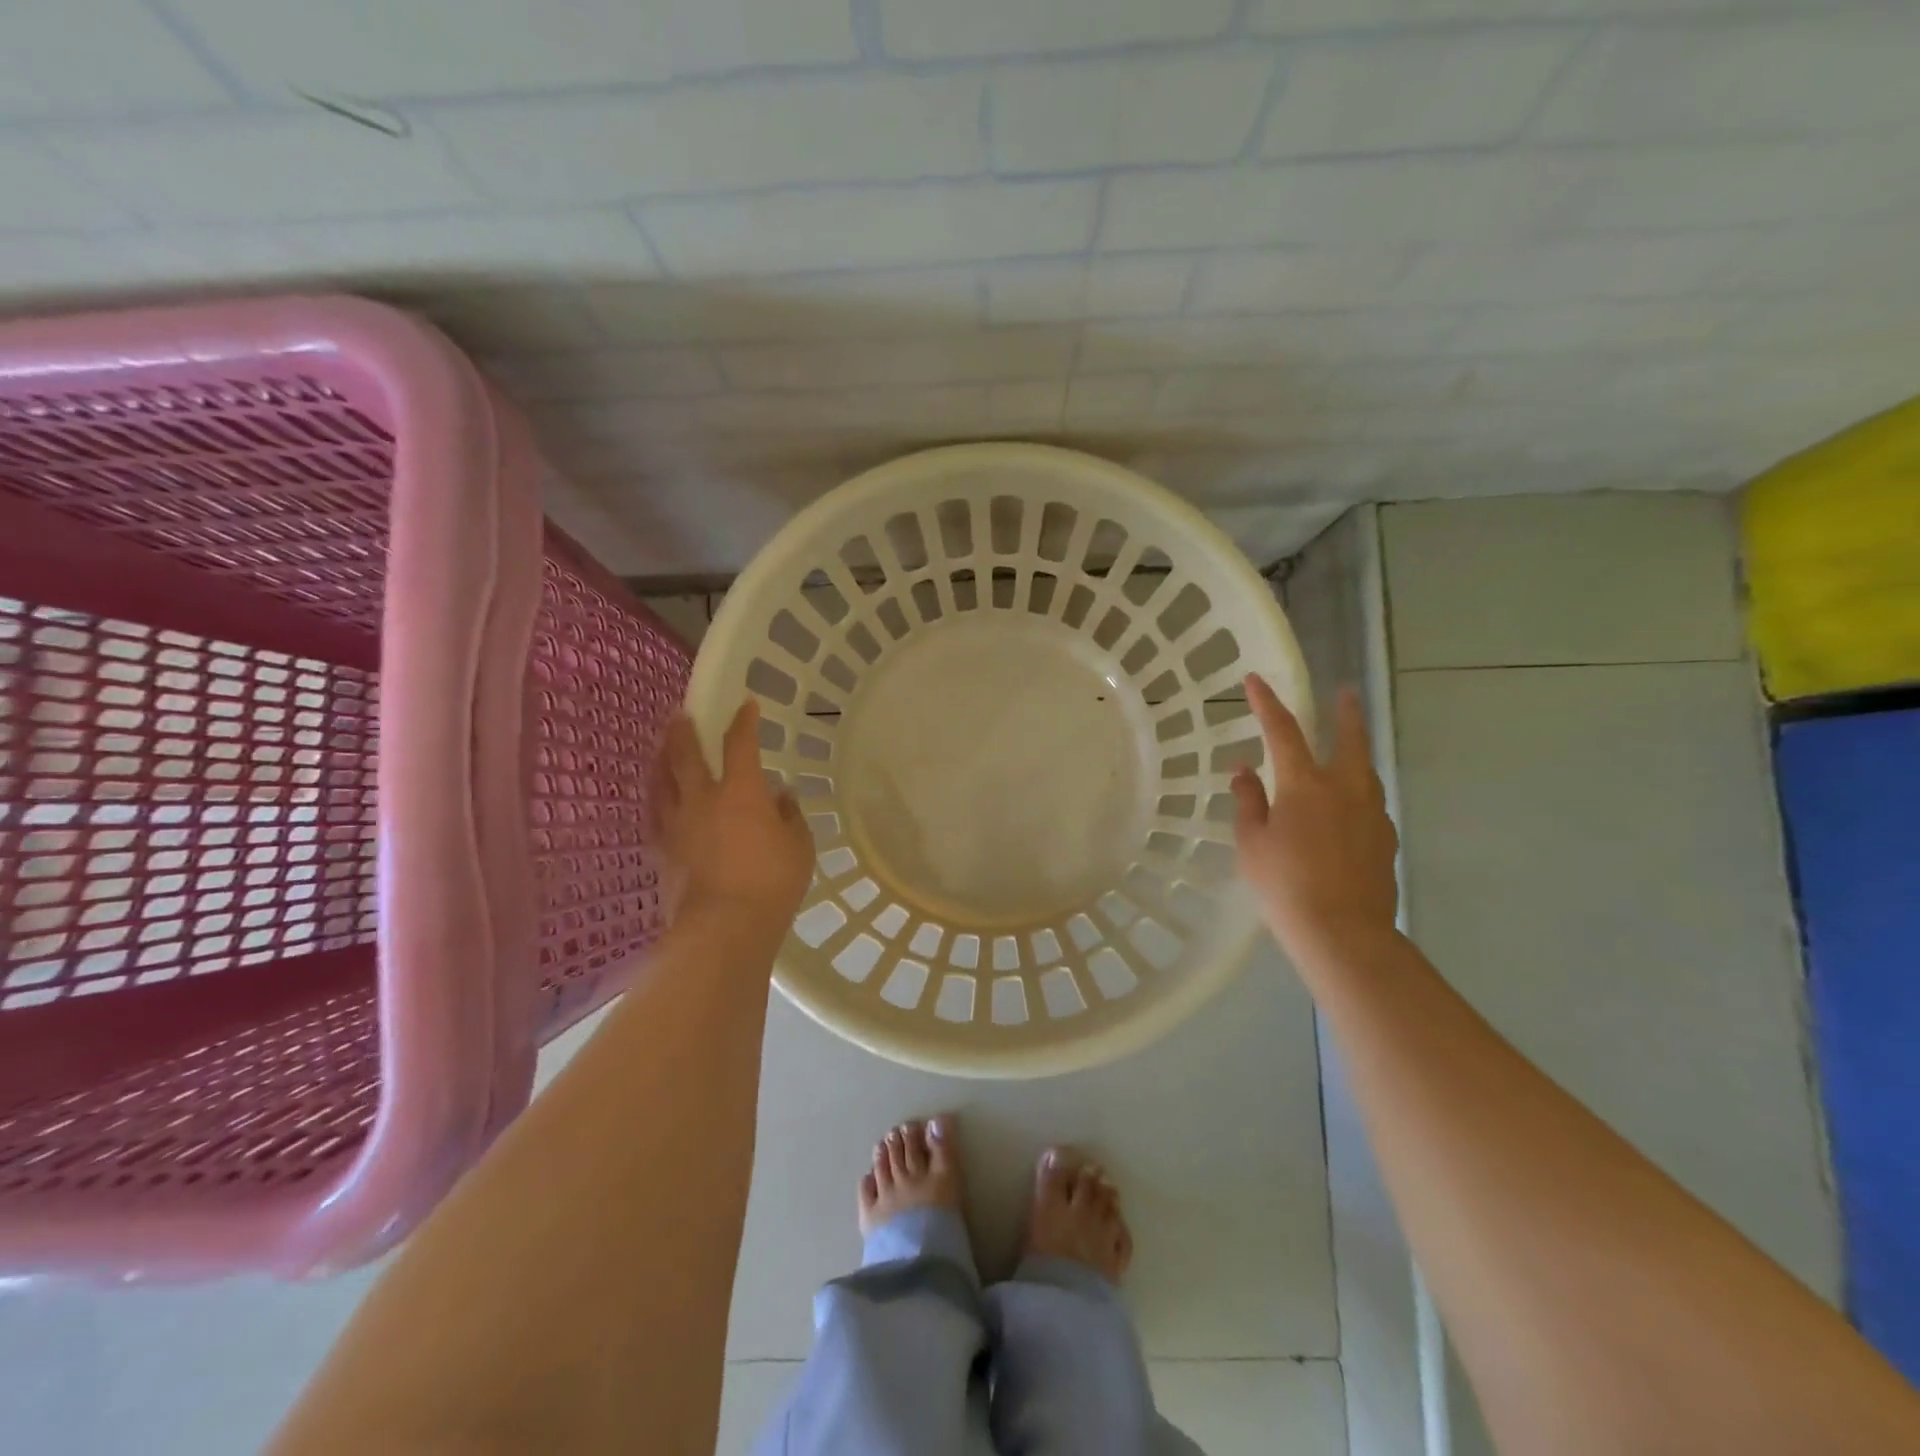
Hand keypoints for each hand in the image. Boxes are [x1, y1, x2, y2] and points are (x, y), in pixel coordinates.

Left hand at [656, 699, 813, 931]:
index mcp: (741, 791)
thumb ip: (790, 816)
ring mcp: (677, 824)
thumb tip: (781, 796)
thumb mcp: (799, 846)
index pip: (740, 744)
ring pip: (661, 781)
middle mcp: (702, 798)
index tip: (747, 704)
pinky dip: (655, 798)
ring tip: (660, 746)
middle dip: (684, 730)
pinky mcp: (662, 850)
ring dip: (661, 758)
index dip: (744, 721)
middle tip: (680, 712)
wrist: (724, 927)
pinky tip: (655, 796)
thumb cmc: (772, 882)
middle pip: (686, 754)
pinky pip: (654, 814)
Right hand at [1232, 676, 1398, 961]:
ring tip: (1345, 751)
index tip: (1255, 680)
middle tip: (1346, 692)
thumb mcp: (1252, 843)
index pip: (1283, 731)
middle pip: (1349, 739)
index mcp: (1305, 785)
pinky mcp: (1385, 839)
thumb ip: (1249, 801)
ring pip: (1365, 770)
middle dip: (1346, 712)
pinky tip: (1346, 811)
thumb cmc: (1284, 884)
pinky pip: (1369, 803)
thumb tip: (1244, 771)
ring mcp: (1371, 813)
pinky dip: (1356, 793)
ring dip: (1355, 752)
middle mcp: (1344, 789)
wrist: (1343, 932)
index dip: (1266, 703)